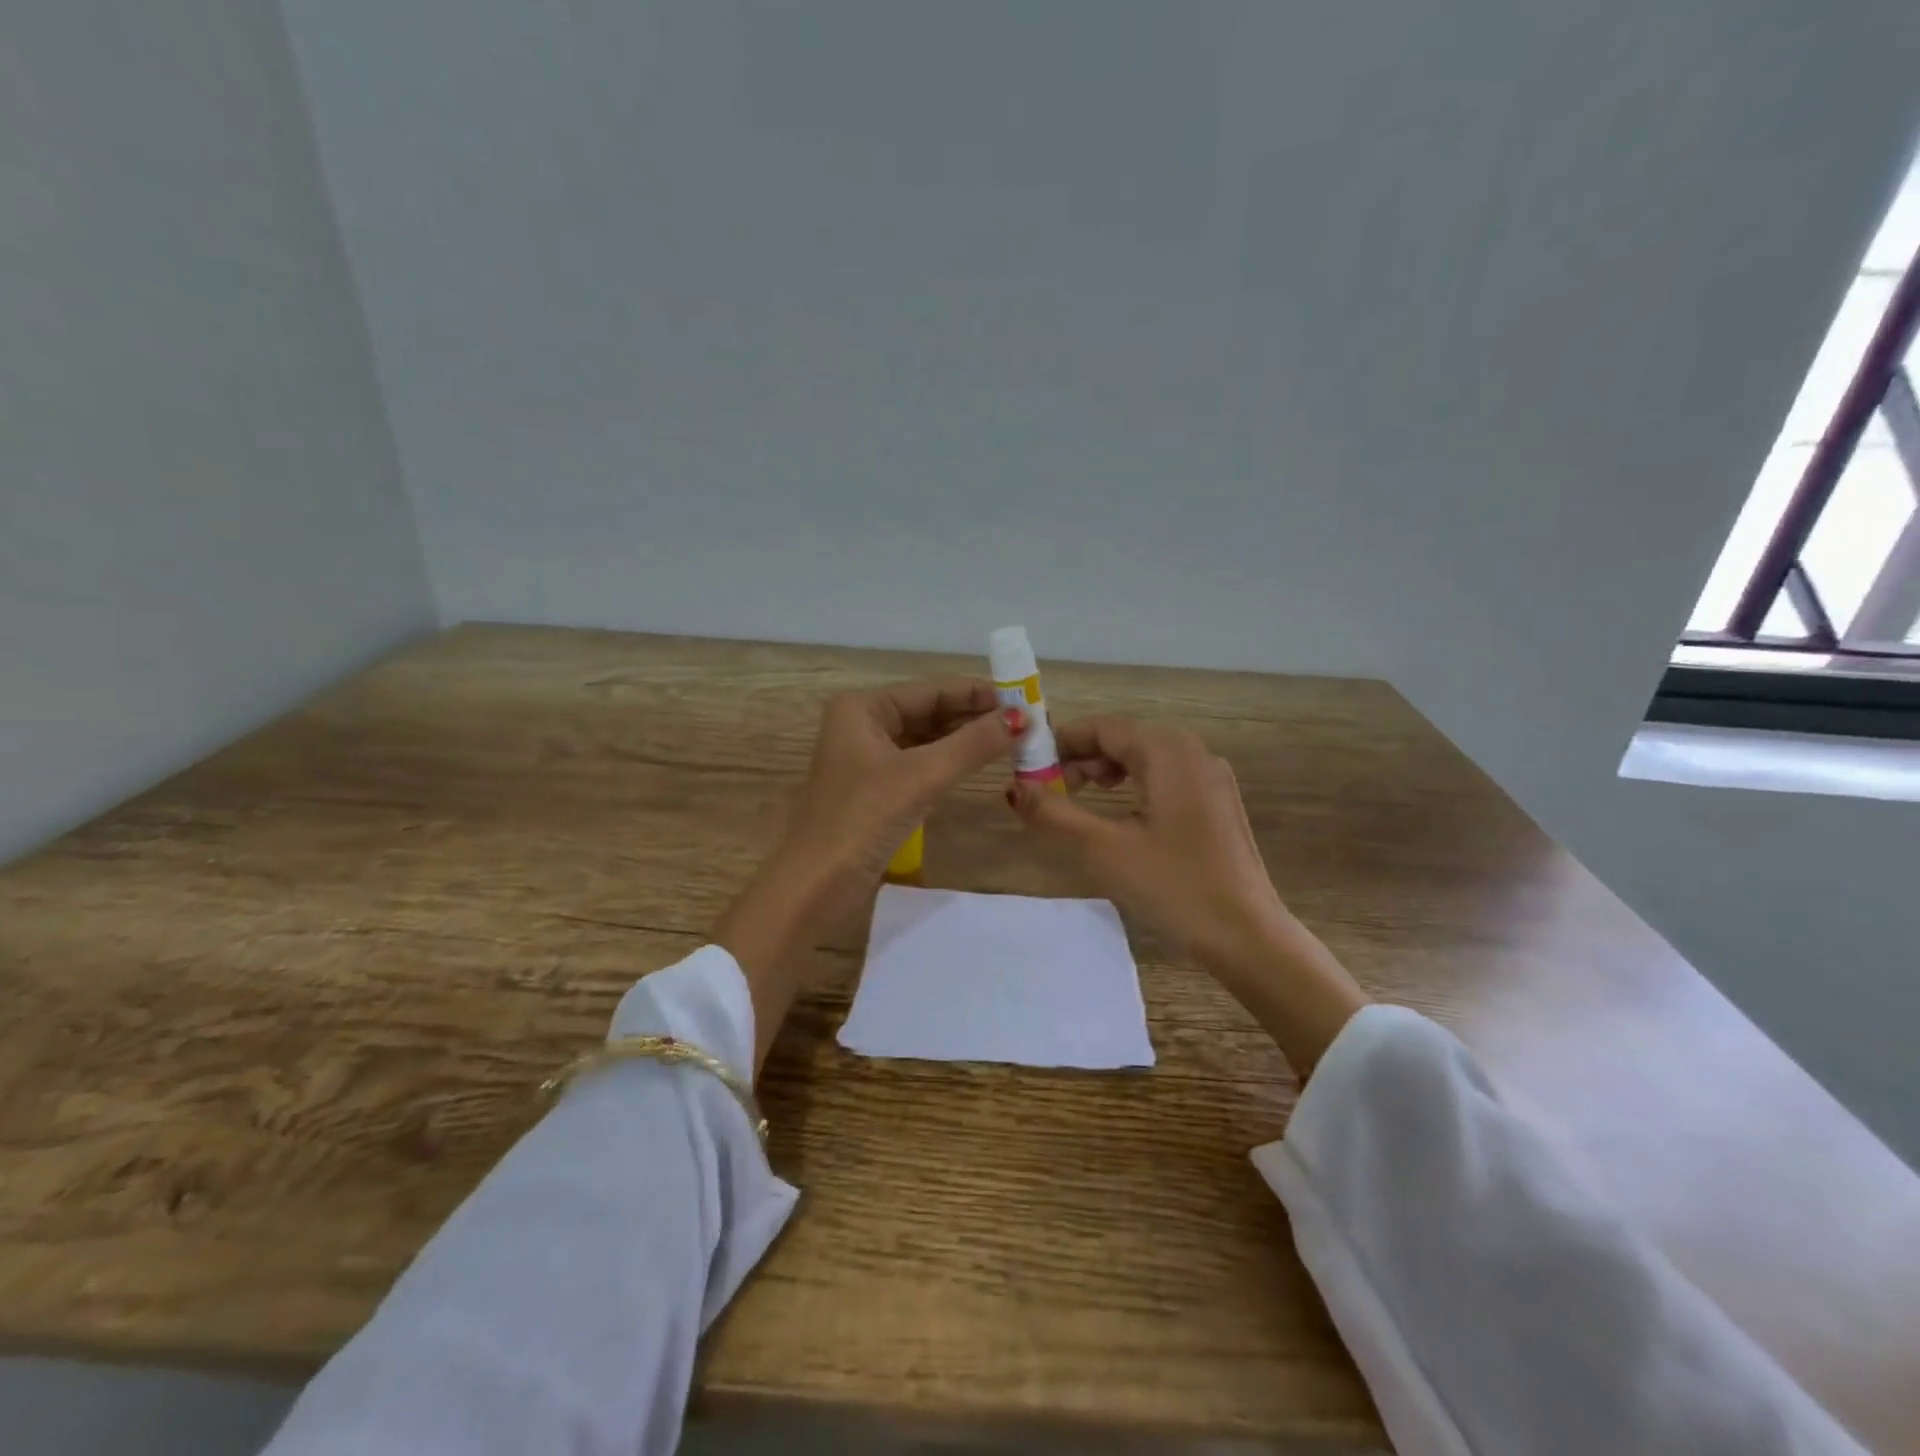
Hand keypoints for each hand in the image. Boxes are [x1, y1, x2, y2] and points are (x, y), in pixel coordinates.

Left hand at [717, 678, 1020, 1072]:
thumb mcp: (921, 776)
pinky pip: (919, 764)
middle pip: (929, 711)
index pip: (931, 689)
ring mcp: (867, 758)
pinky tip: (980, 764)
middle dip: (975, 716)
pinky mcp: (874, 788)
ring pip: (926, 738)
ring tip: (1013, 740)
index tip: (1025, 698)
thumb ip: (973, 744)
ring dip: (965, 740)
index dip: (978, 693)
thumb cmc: (862, 820)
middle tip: (1026, 722)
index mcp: (863, 708)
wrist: (814, 887)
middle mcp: (862, 724)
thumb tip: (1023, 717)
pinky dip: (949, 763)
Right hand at [1007, 717, 1368, 1075]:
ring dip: (1106, 771)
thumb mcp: (1103, 850)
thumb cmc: (1174, 887)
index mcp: (1168, 752)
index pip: (1103, 727)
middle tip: (1051, 789)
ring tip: (1080, 800)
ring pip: (1145, 758)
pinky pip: (1166, 777)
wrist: (1248, 936)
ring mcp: (1211, 778)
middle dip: (1082, 757)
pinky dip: (1134, 785)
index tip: (1028, 766)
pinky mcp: (1218, 804)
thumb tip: (1014, 789)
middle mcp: (1194, 752)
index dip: (1060, 742)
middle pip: (1125, 738)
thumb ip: (1054, 814)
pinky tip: (1121, 815)